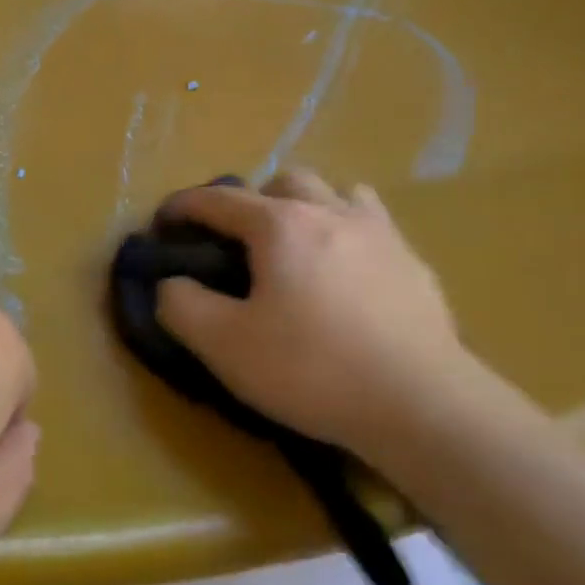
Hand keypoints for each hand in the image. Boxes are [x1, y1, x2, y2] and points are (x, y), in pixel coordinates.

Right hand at [155, 170, 517, 465]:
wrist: (420, 403)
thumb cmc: (313, 369)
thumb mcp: (226, 346)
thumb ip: (182, 306)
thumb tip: (171, 283)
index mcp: (280, 224)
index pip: (219, 199)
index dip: (184, 206)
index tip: (164, 221)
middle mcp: (330, 211)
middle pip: (284, 181)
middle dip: (253, 202)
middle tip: (242, 245)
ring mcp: (380, 233)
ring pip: (336, 194)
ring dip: (309, 208)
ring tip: (301, 250)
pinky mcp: (414, 262)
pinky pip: (374, 226)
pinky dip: (350, 234)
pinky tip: (351, 275)